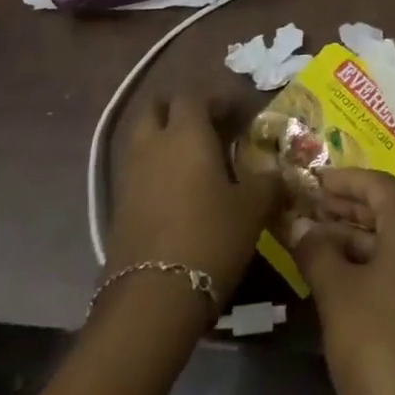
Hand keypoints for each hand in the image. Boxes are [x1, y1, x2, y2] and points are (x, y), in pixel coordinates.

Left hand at [106, 95, 280, 309]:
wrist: (152, 299)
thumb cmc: (210, 238)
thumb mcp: (252, 210)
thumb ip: (267, 183)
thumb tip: (277, 172)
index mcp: (186, 132)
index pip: (195, 95)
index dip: (217, 99)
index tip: (238, 114)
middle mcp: (152, 143)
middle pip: (157, 107)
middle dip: (179, 109)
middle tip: (207, 127)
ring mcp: (129, 173)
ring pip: (142, 137)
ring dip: (163, 138)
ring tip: (192, 160)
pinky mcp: (117, 205)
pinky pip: (136, 169)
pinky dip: (154, 168)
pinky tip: (175, 192)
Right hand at [294, 168, 394, 394]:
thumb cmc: (382, 345)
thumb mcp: (338, 293)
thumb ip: (316, 251)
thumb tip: (299, 223)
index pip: (378, 185)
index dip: (343, 179)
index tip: (310, 180)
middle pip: (384, 214)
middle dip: (343, 210)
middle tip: (303, 210)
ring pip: (386, 249)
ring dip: (349, 243)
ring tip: (308, 247)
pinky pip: (391, 278)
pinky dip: (362, 273)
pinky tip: (332, 289)